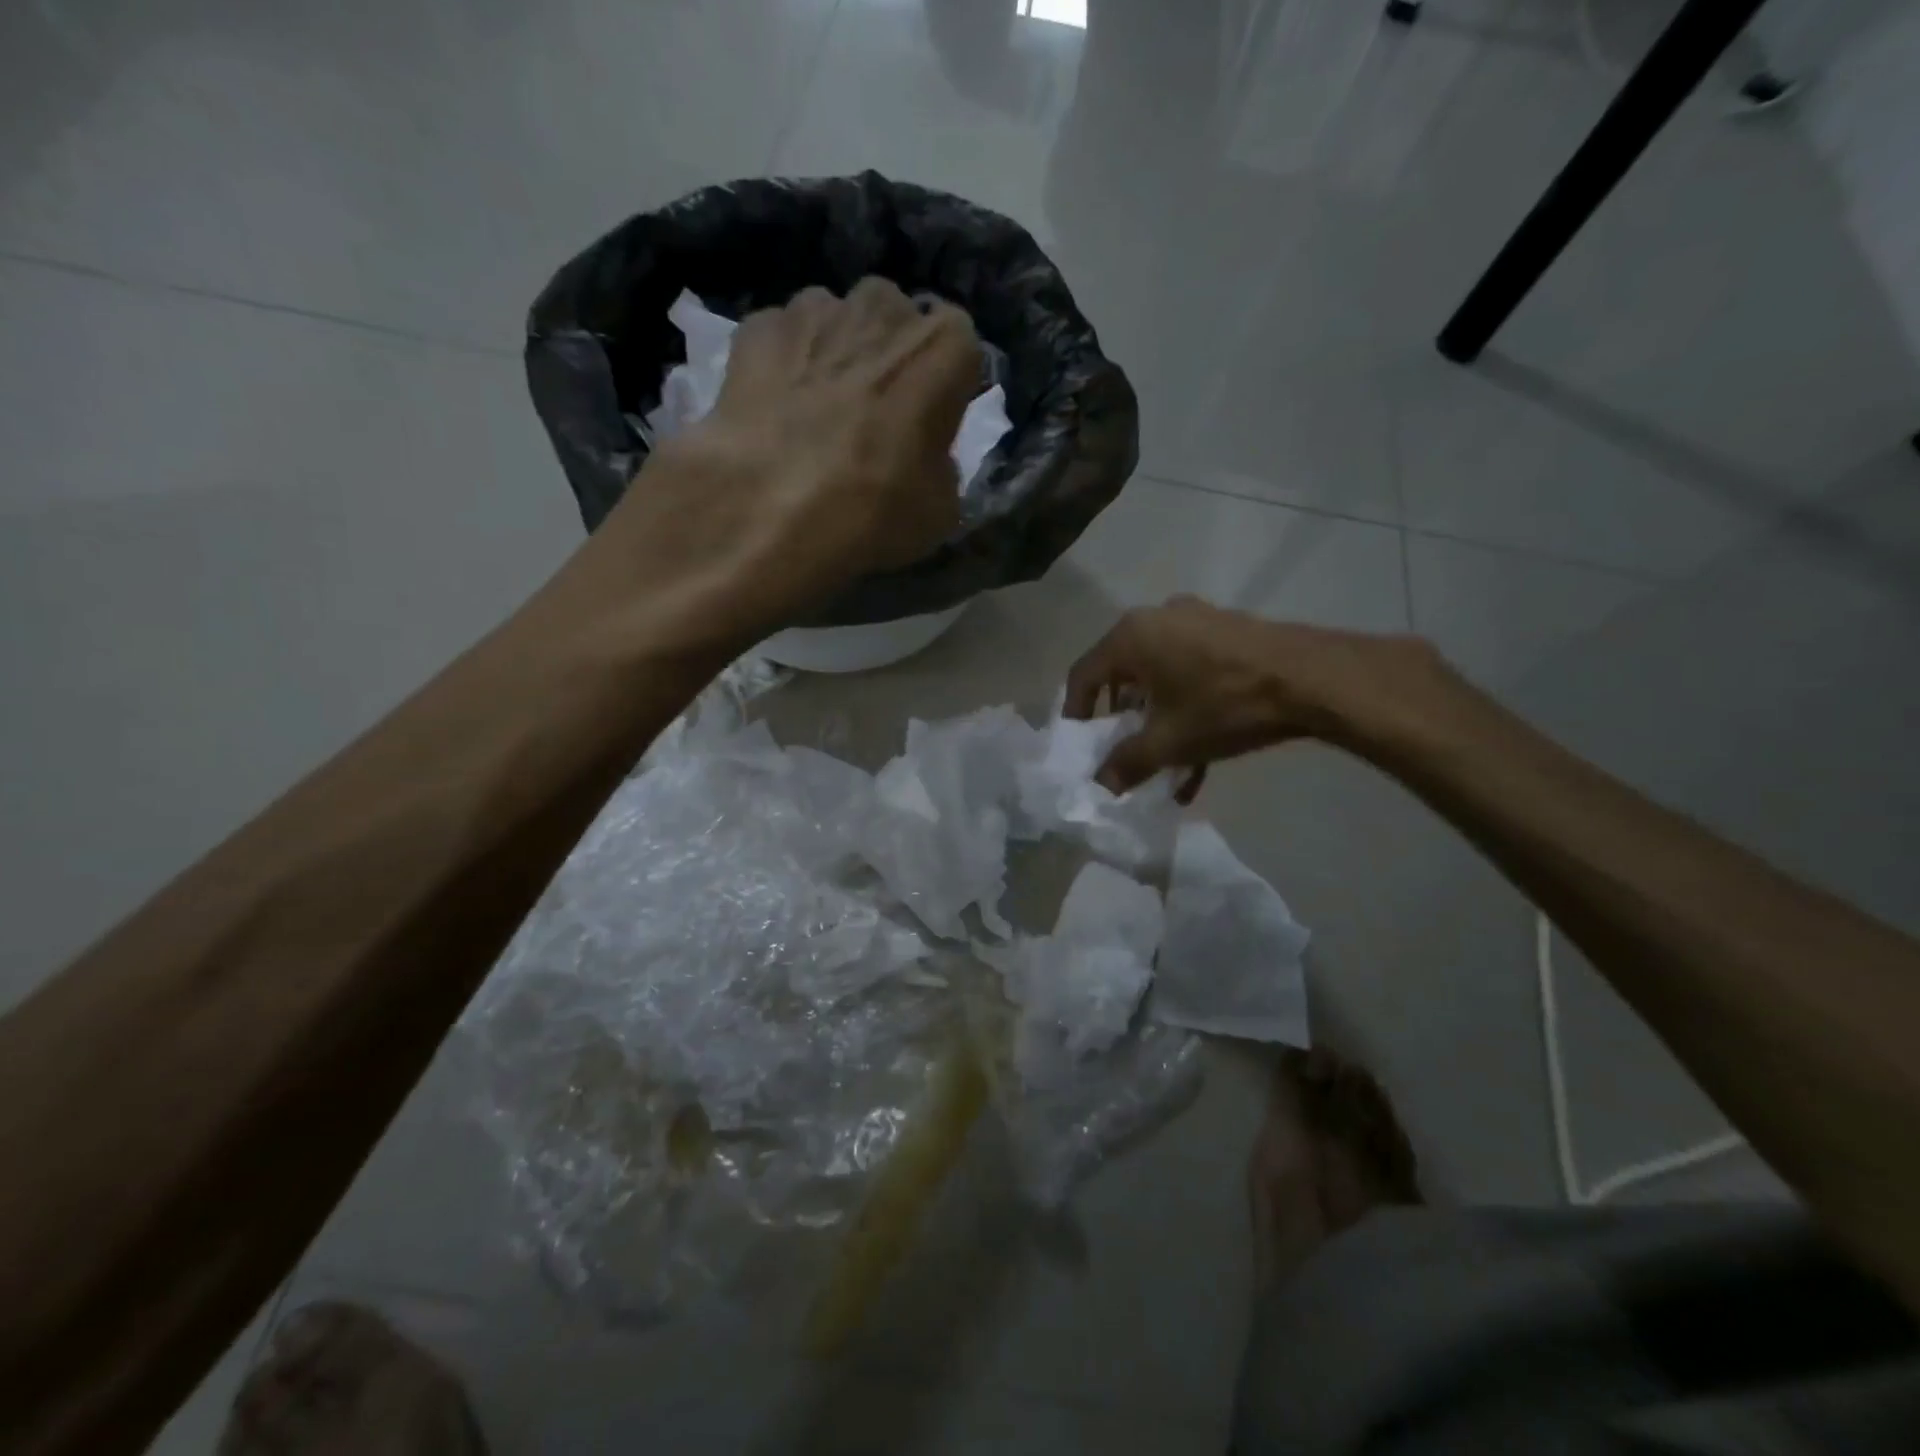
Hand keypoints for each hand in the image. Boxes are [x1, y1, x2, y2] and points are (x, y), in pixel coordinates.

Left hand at [610, 279, 980, 633]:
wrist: (769, 511)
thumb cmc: (873, 511)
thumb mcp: (941, 511)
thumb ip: (940, 465)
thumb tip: (923, 457)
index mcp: (942, 347)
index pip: (958, 345)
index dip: (943, 384)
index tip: (928, 419)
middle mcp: (881, 308)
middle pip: (893, 319)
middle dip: (887, 354)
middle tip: (874, 413)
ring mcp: (812, 309)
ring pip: (834, 321)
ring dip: (833, 353)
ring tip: (818, 413)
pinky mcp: (754, 328)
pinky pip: (781, 339)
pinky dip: (782, 365)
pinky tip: (774, 411)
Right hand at [1063, 597, 1449, 798]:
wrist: (1313, 679)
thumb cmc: (1224, 704)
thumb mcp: (1170, 742)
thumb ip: (1127, 763)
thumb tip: (1101, 785)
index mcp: (1131, 636)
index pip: (1084, 674)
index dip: (1075, 713)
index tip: (1080, 744)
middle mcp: (1158, 619)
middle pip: (1123, 674)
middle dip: (1121, 720)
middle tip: (1123, 749)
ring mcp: (1197, 621)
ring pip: (1161, 675)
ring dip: (1158, 719)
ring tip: (1166, 762)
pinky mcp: (1229, 631)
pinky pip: (1193, 670)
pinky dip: (1188, 706)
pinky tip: (1203, 755)